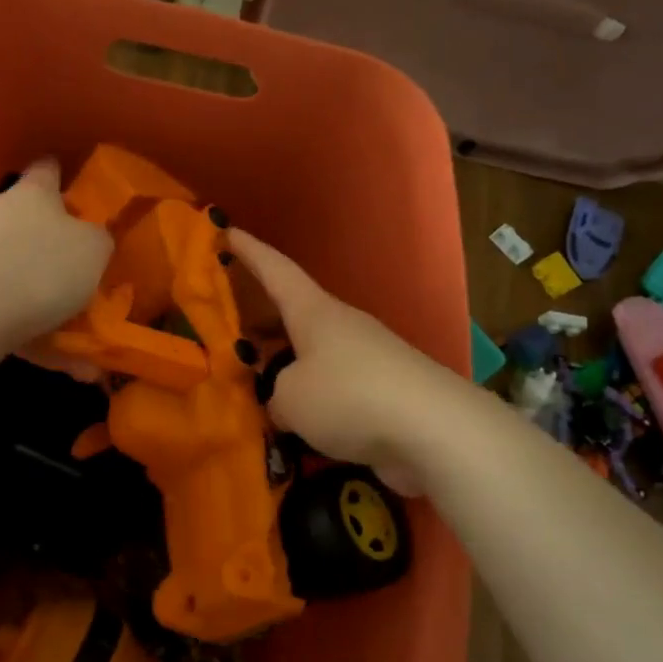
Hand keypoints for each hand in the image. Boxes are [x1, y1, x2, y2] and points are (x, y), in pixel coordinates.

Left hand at [0, 159, 112, 347]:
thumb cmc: (41, 266)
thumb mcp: (93, 250)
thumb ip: (99, 242)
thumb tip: (94, 241)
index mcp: (34, 195)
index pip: (47, 171)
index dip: (62, 177)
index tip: (77, 189)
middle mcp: (0, 218)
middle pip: (32, 227)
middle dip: (59, 252)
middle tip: (90, 277)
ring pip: (23, 279)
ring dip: (53, 308)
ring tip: (88, 343)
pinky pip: (12, 317)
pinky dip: (39, 339)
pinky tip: (71, 368)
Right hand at [229, 228, 462, 494]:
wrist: (435, 430)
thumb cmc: (349, 396)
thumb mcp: (290, 398)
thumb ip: (275, 394)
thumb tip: (286, 401)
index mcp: (313, 312)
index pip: (275, 270)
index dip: (249, 252)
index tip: (227, 231)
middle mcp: (341, 326)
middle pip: (293, 315)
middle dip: (261, 321)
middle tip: (230, 332)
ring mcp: (367, 358)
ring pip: (313, 354)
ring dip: (287, 366)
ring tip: (256, 388)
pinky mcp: (385, 393)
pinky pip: (334, 387)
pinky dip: (311, 399)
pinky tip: (296, 423)